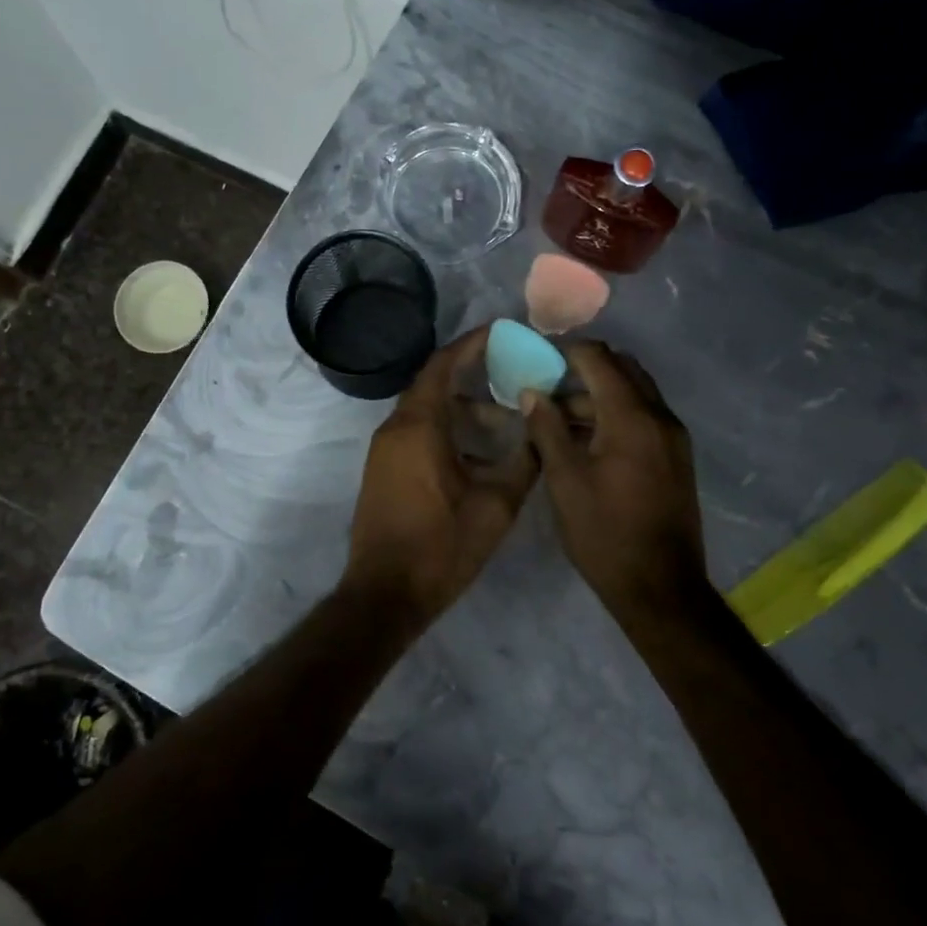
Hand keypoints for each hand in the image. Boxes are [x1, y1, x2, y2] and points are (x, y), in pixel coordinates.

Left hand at [346, 326, 539, 614]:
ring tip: (507, 422)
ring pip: (428, 412)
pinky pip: (418, 433)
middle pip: (435, 384)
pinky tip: (480, 453)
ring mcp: (385, 451)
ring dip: (464, 409)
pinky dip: (448, 429)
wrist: (385, 594)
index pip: (443, 365)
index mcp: (418, 426)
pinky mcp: (384, 471)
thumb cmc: (440, 547)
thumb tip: (542, 431)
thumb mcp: (495, 505)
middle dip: (475, 375)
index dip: (473, 343)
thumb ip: (523, 462)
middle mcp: (395, 429)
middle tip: (514, 373)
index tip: (503, 331)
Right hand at [522, 341, 711, 615]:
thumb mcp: (565, 481)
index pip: (599, 359)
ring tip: (557, 419)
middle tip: (546, 386)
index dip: (566, 352)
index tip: (536, 360)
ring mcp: (673, 437)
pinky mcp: (676, 456)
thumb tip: (531, 392)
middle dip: (584, 369)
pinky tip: (585, 441)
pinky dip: (615, 415)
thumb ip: (547, 429)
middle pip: (622, 369)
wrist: (660, 586)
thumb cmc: (605, 534)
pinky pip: (643, 417)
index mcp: (632, 417)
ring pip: (634, 394)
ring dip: (598, 395)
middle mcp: (660, 416)